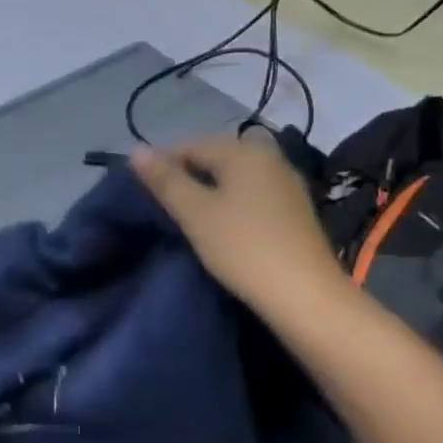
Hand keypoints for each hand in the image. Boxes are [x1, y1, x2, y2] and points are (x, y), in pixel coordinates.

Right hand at [130, 133, 351, 323]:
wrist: (306, 297)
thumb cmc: (243, 248)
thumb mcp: (195, 213)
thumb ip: (164, 180)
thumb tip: (136, 150)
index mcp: (244, 151)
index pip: (189, 145)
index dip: (162, 166)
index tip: (146, 196)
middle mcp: (269, 157)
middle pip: (213, 158)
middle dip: (186, 178)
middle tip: (166, 210)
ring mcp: (286, 183)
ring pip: (233, 178)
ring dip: (208, 193)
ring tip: (190, 221)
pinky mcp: (295, 210)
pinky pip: (251, 195)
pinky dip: (231, 205)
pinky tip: (222, 229)